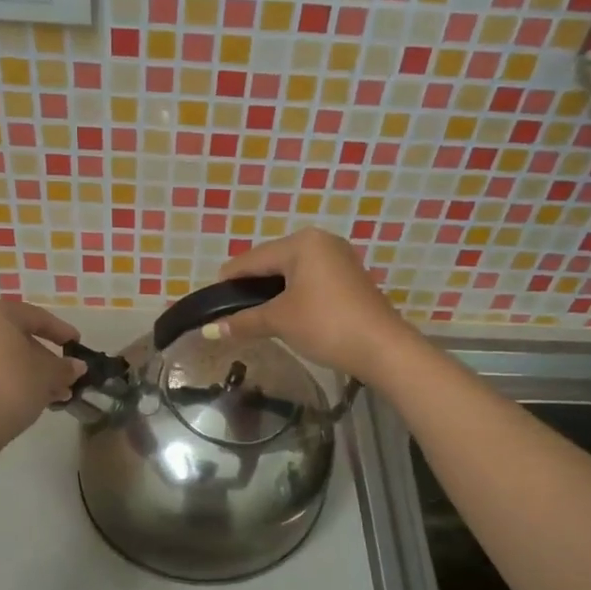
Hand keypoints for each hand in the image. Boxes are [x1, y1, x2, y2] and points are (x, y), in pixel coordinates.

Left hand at [0, 300, 85, 457]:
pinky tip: (31, 398)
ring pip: (3, 355)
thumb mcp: (47, 376)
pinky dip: (10, 378)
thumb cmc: (9, 387)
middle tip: (66, 376)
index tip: (77, 344)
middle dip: (45, 358)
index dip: (61, 331)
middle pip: (17, 336)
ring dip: (31, 371)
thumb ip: (65, 367)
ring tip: (55, 394)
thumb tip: (77, 366)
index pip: (36, 317)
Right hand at [216, 229, 414, 385]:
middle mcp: (321, 242)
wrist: (382, 348)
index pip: (252, 259)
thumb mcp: (279, 321)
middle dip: (251, 286)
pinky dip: (293, 295)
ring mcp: (339, 259)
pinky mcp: (350, 279)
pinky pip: (310, 280)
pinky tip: (284, 314)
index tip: (209, 300)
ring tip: (254, 316)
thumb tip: (208, 331)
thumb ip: (243, 322)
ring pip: (292, 272)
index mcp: (301, 243)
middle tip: (231, 312)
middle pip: (272, 262)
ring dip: (272, 292)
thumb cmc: (326, 325)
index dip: (228, 280)